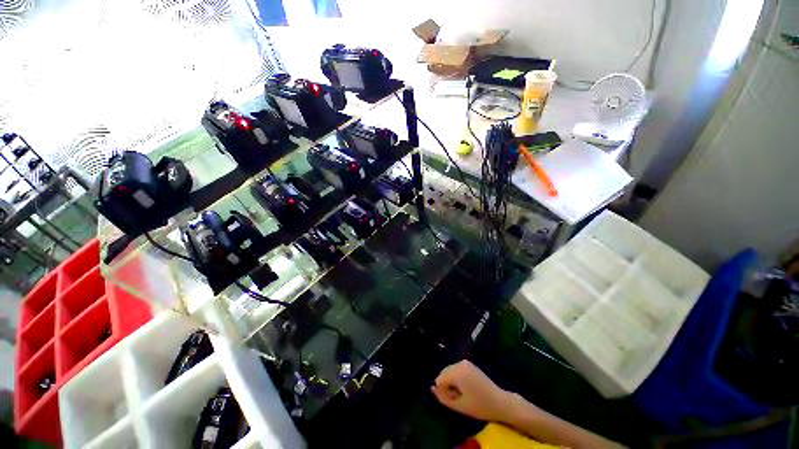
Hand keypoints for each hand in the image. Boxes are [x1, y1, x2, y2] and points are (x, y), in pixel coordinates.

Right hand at [431, 360, 512, 422]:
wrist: (500, 402)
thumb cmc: (480, 406)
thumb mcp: (459, 405)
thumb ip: (443, 397)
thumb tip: (432, 388)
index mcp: (457, 372)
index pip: (440, 379)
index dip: (445, 391)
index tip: (456, 398)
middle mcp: (460, 363)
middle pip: (444, 373)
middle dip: (447, 384)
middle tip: (460, 397)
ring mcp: (465, 362)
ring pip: (449, 371)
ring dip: (452, 381)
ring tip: (464, 393)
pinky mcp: (469, 364)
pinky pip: (456, 369)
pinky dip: (457, 377)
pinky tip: (467, 387)